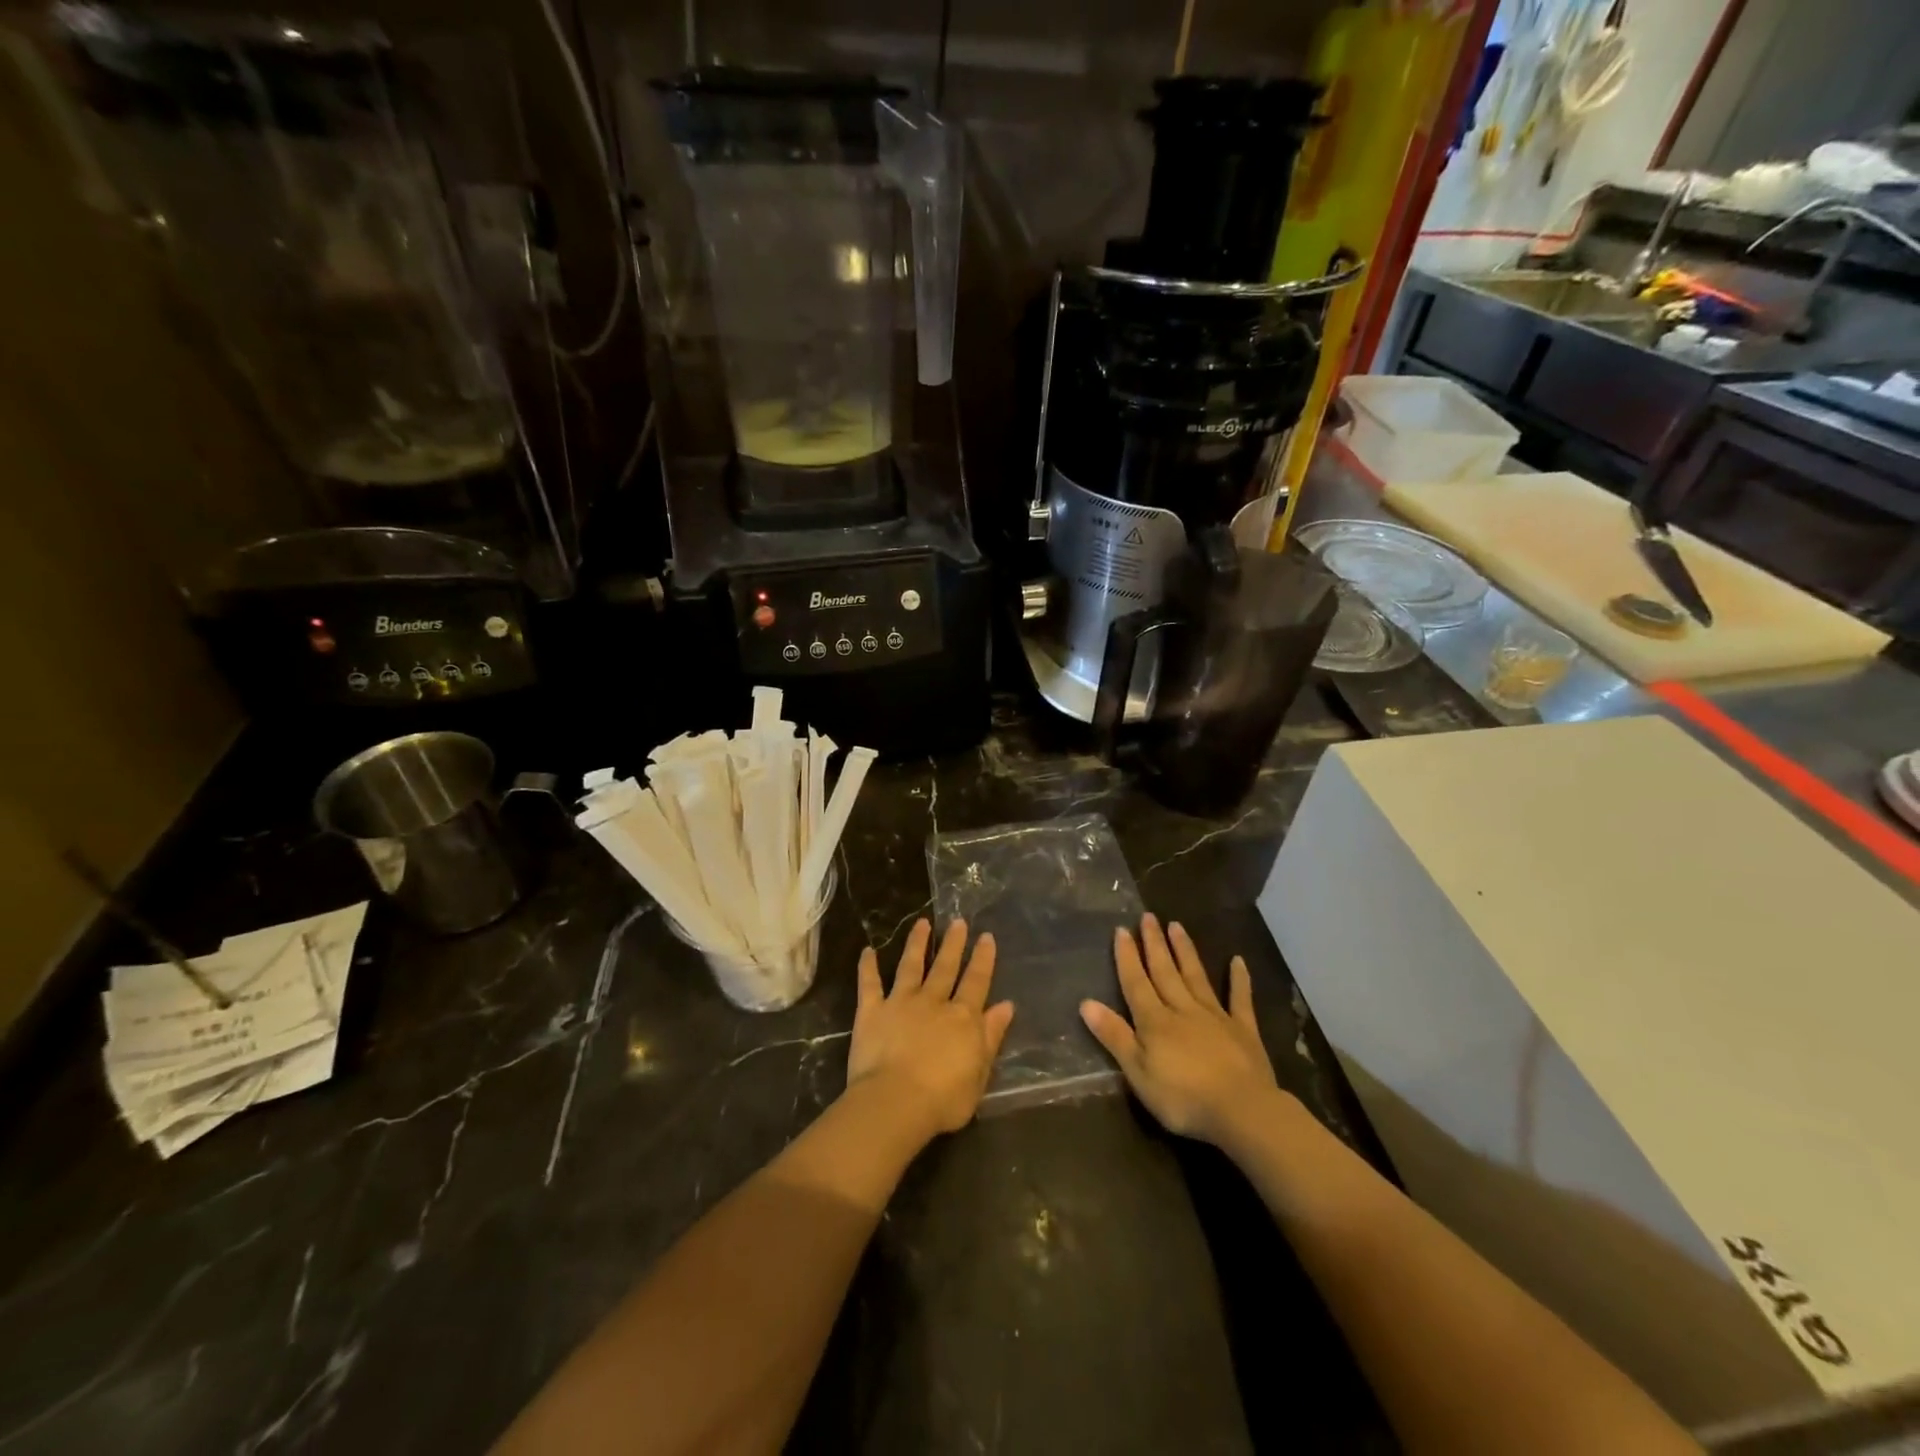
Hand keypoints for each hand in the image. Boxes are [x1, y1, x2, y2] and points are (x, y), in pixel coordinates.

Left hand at [847, 918, 1013, 1139]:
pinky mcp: (872, 1011)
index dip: (983, 959)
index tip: (986, 937)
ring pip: (911, 966)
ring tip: (921, 923)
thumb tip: (1006, 1006)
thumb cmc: (943, 1099)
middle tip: (958, 921)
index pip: (977, 982)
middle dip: (953, 943)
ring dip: (917, 944)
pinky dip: (867, 967)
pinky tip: (868, 951)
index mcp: (963, 1018)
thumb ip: (991, 1037)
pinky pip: (869, 984)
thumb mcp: (980, 1074)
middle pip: (946, 967)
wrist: (896, 1101)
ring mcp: (901, 1003)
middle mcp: (934, 1002)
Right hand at [1080, 914, 1283, 1147]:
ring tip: (1176, 926)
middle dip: (1154, 944)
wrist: (1242, 1111)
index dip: (1127, 957)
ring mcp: (1215, 1016)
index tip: (1122, 930)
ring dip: (1185, 951)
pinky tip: (1238, 961)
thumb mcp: (1138, 1073)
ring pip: (1195, 977)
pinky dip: (1239, 980)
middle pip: (1165, 972)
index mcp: (1155, 1021)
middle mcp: (1182, 1009)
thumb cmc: (1183, 1098)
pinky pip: (1240, 999)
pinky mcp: (1243, 1030)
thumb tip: (1086, 1003)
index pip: (1136, 983)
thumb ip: (1115, 1036)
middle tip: (1149, 917)